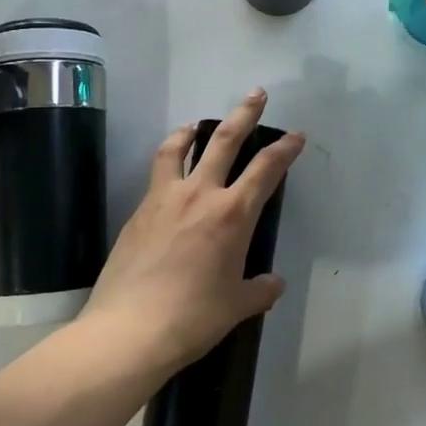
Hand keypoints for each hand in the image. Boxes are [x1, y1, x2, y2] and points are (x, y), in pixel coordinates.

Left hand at [83, 89, 304, 370]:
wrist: (129, 330)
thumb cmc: (193, 318)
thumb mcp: (236, 306)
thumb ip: (259, 290)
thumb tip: (274, 284)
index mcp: (232, 215)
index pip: (266, 169)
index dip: (285, 149)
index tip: (296, 136)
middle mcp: (200, 195)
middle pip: (224, 140)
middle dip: (244, 114)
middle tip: (256, 94)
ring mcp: (164, 199)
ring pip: (178, 148)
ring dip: (192, 130)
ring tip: (197, 124)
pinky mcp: (137, 212)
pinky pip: (157, 175)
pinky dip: (168, 163)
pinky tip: (170, 178)